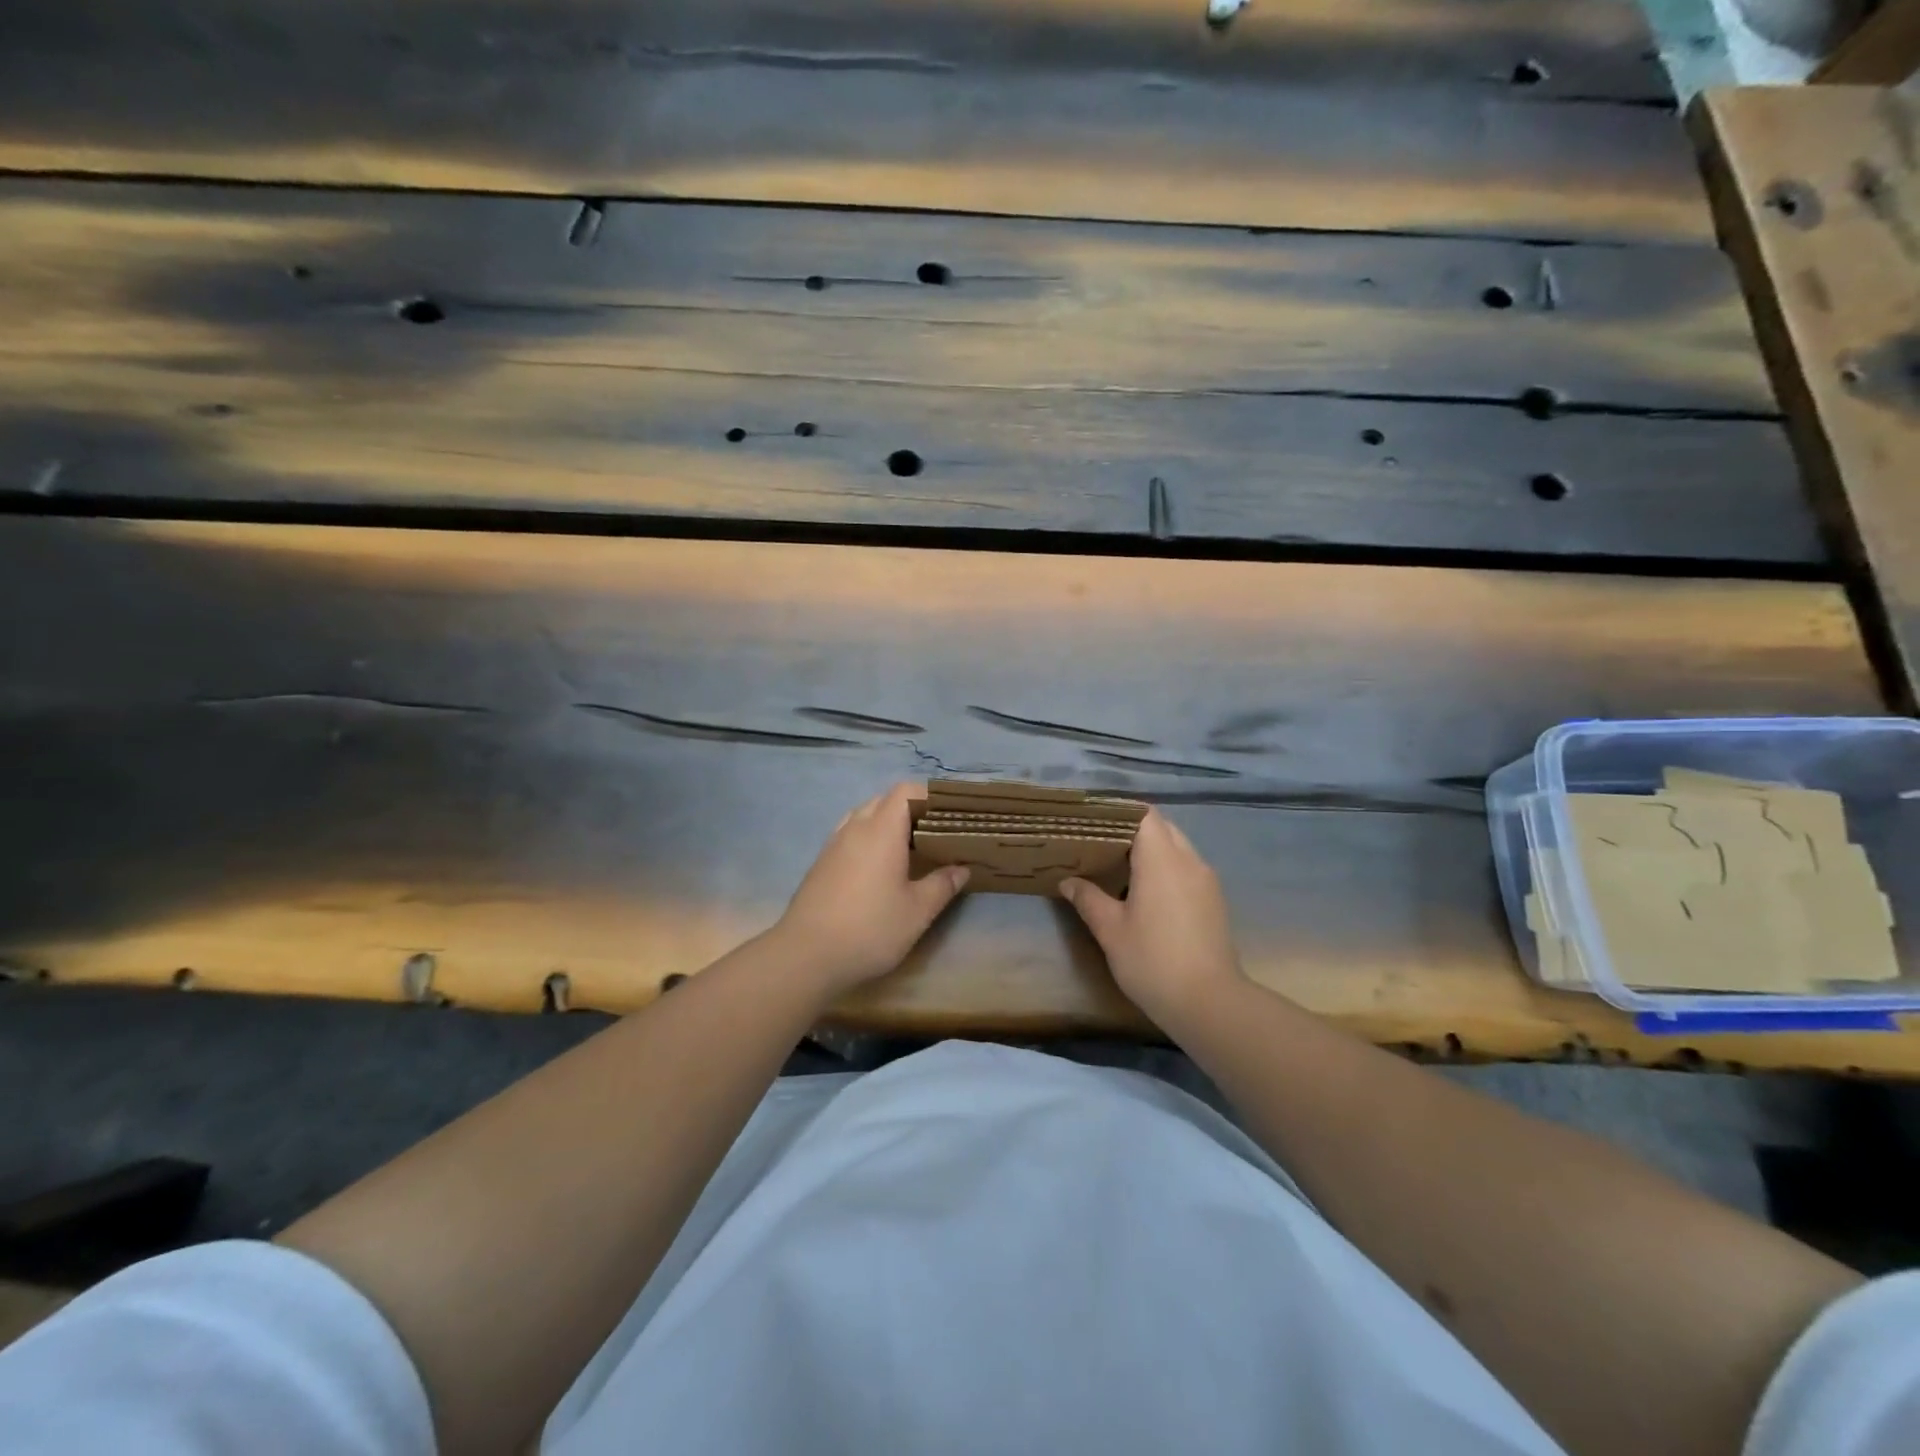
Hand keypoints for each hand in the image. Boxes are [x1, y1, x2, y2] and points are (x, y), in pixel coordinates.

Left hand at [775, 783, 968, 995]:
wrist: (805, 956)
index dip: (929, 796)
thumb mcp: (917, 911)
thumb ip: (942, 885)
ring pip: (864, 816)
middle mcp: (855, 828)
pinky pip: (850, 835)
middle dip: (911, 810)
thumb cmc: (870, 928)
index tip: (949, 815)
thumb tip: (961, 868)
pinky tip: (879, 869)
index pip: (906, 791)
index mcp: (881, 830)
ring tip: (909, 850)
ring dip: (887, 824)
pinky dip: (869, 840)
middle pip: (885, 800)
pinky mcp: (821, 863)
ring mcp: (833, 844)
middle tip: (935, 834)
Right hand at [1059, 809, 1243, 1026]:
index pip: (1145, 815)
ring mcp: (1206, 881)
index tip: (1095, 823)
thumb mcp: (1110, 930)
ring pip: (1178, 849)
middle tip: (1102, 846)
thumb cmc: (1152, 960)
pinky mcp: (1214, 901)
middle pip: (1162, 828)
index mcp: (1161, 859)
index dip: (1120, 813)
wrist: (1209, 1003)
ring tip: (1120, 869)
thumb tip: (1068, 881)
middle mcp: (1189, 861)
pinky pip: (1187, 869)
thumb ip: (1088, 898)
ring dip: (1152, 852)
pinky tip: (1146, 894)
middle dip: (1133, 832)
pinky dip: (1167, 870)